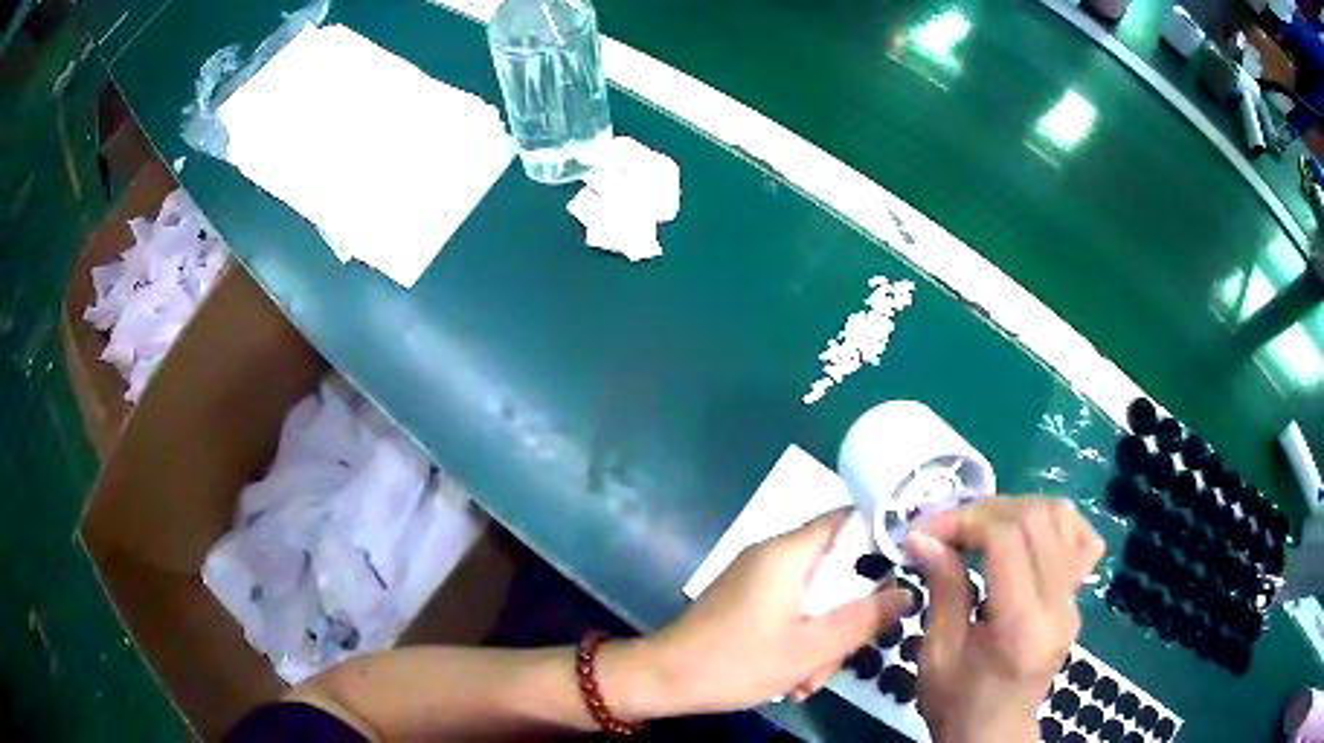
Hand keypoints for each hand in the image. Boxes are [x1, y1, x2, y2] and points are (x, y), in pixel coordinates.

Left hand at [645, 509, 912, 714]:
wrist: (663, 680)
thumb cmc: (737, 661)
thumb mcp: (811, 648)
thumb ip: (864, 619)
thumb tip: (908, 592)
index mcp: (788, 553)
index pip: (846, 518)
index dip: (881, 536)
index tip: (905, 567)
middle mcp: (772, 556)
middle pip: (835, 568)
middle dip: (847, 613)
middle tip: (845, 653)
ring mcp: (756, 579)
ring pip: (814, 597)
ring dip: (823, 637)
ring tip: (809, 680)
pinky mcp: (745, 601)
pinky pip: (790, 610)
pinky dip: (800, 639)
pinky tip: (794, 677)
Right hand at [906, 497, 1103, 742]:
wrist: (994, 732)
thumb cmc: (957, 703)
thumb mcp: (937, 653)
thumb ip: (942, 588)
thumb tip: (924, 537)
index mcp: (1022, 625)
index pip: (1008, 540)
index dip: (965, 520)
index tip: (925, 531)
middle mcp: (1059, 604)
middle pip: (1037, 519)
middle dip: (986, 510)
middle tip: (947, 527)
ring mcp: (1074, 599)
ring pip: (1062, 518)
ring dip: (1016, 509)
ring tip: (981, 527)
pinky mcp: (1076, 598)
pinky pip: (1079, 539)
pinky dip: (1051, 522)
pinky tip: (1025, 533)